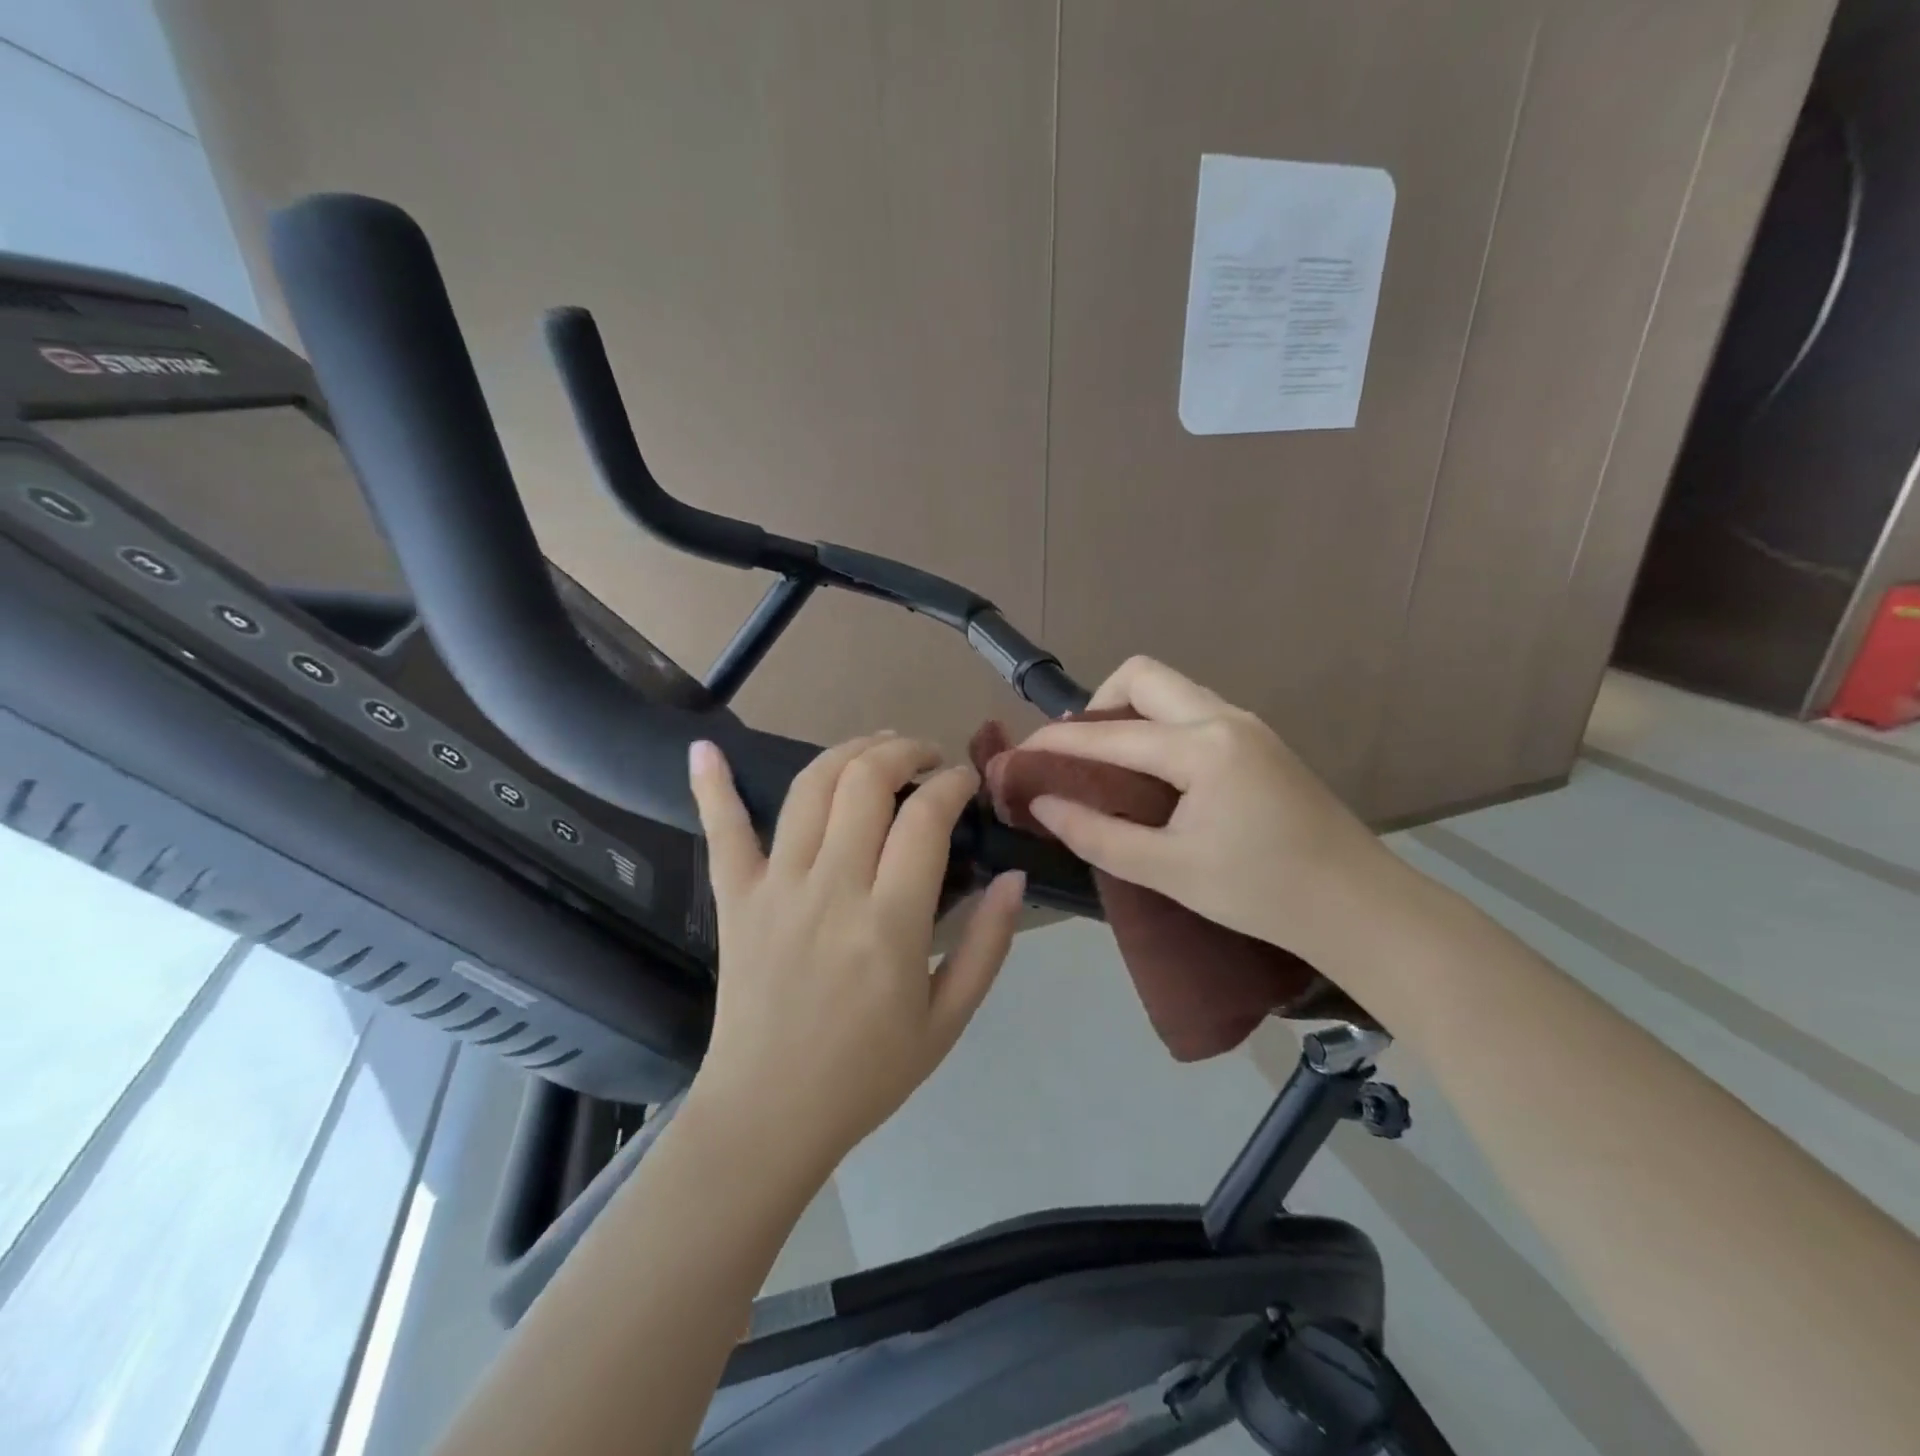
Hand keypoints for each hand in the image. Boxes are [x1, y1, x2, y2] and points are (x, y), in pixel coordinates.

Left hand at [686, 733, 1025, 1175]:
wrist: (768, 1115)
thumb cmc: (867, 1072)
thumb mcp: (948, 1020)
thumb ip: (988, 944)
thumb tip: (1014, 877)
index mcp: (890, 922)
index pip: (925, 817)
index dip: (952, 783)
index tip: (965, 781)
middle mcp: (832, 888)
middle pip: (866, 781)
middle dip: (904, 751)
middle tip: (926, 759)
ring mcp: (776, 887)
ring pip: (810, 788)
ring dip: (847, 752)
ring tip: (875, 749)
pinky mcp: (735, 898)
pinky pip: (722, 831)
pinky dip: (712, 786)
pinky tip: (707, 749)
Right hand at [1022, 657, 1396, 965]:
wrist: (1361, 908)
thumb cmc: (1262, 893)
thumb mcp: (1168, 870)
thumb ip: (1097, 833)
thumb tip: (1042, 802)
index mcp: (1202, 747)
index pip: (1109, 733)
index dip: (1055, 744)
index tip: (1017, 757)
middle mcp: (1225, 718)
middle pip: (1142, 675)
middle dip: (1097, 705)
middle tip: (1077, 756)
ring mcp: (1248, 725)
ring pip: (1171, 690)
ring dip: (1129, 714)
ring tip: (1107, 766)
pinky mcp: (1260, 742)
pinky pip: (1192, 711)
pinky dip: (1158, 727)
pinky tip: (1153, 775)